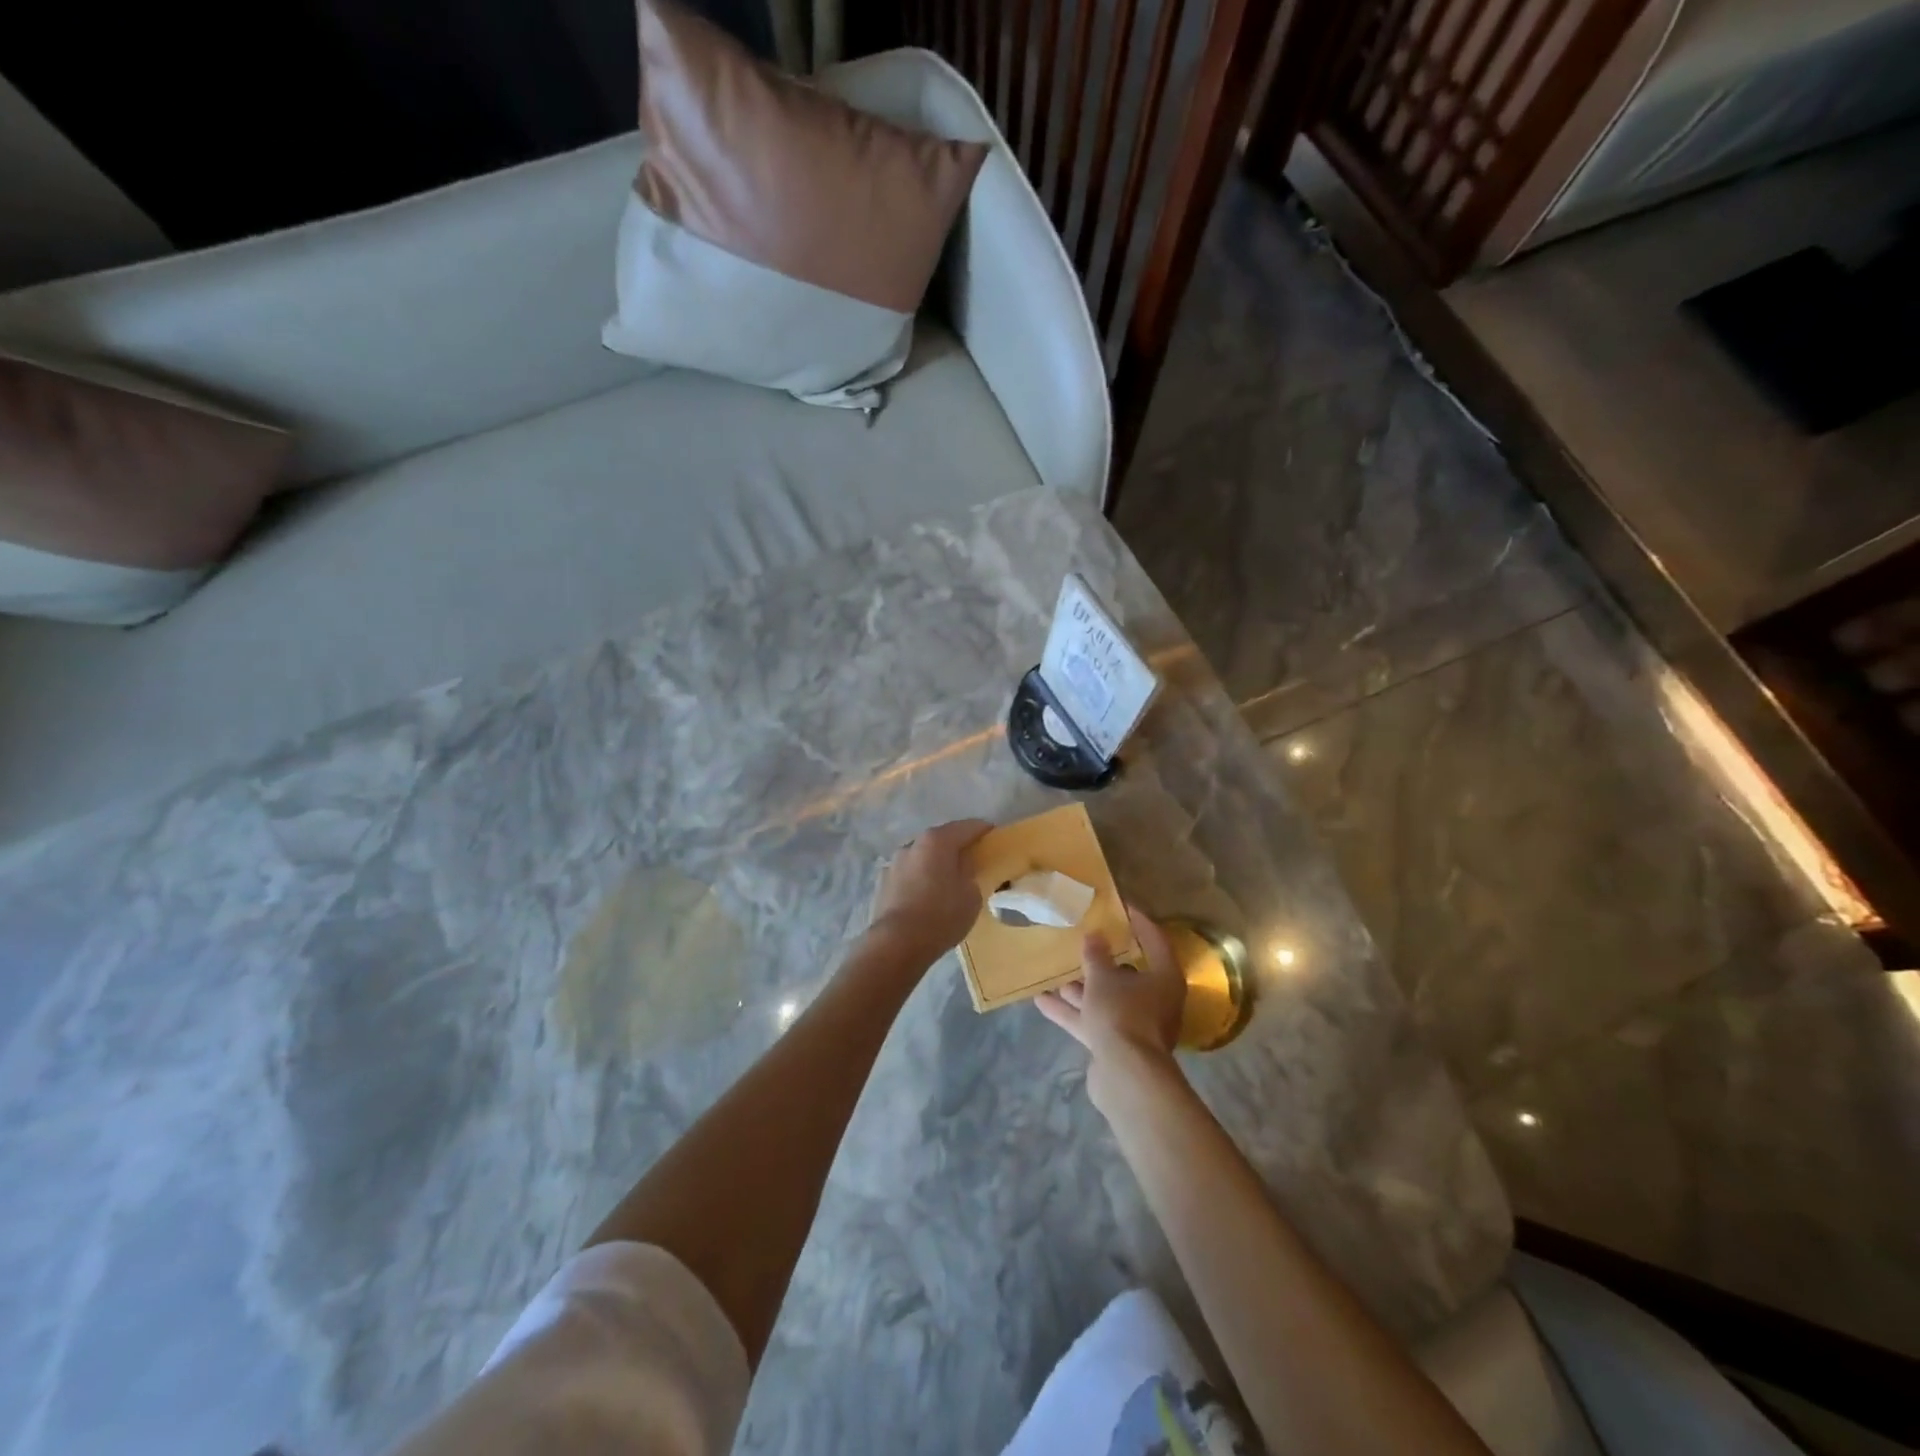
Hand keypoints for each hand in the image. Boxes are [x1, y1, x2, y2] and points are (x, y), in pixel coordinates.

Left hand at [866, 819, 993, 965]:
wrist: (896, 943)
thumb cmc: (941, 915)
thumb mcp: (971, 895)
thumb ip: (970, 874)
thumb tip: (962, 868)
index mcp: (937, 841)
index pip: (967, 827)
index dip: (983, 830)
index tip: (994, 836)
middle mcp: (913, 844)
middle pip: (941, 839)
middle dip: (957, 846)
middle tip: (973, 859)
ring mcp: (894, 863)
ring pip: (922, 857)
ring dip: (935, 863)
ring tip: (947, 879)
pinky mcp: (883, 882)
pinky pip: (909, 874)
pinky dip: (920, 878)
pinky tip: (927, 894)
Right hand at [1036, 906, 1185, 1104]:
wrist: (1125, 1076)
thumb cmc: (1122, 1014)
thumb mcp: (1103, 978)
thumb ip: (1096, 956)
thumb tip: (1094, 935)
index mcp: (1164, 978)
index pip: (1154, 940)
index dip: (1138, 922)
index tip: (1120, 906)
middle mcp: (1155, 1000)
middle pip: (1128, 973)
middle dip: (1101, 960)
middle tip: (1083, 939)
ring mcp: (1136, 1025)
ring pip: (1106, 999)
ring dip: (1081, 988)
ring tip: (1055, 971)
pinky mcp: (1116, 1045)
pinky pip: (1093, 1020)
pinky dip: (1072, 1011)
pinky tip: (1042, 1001)